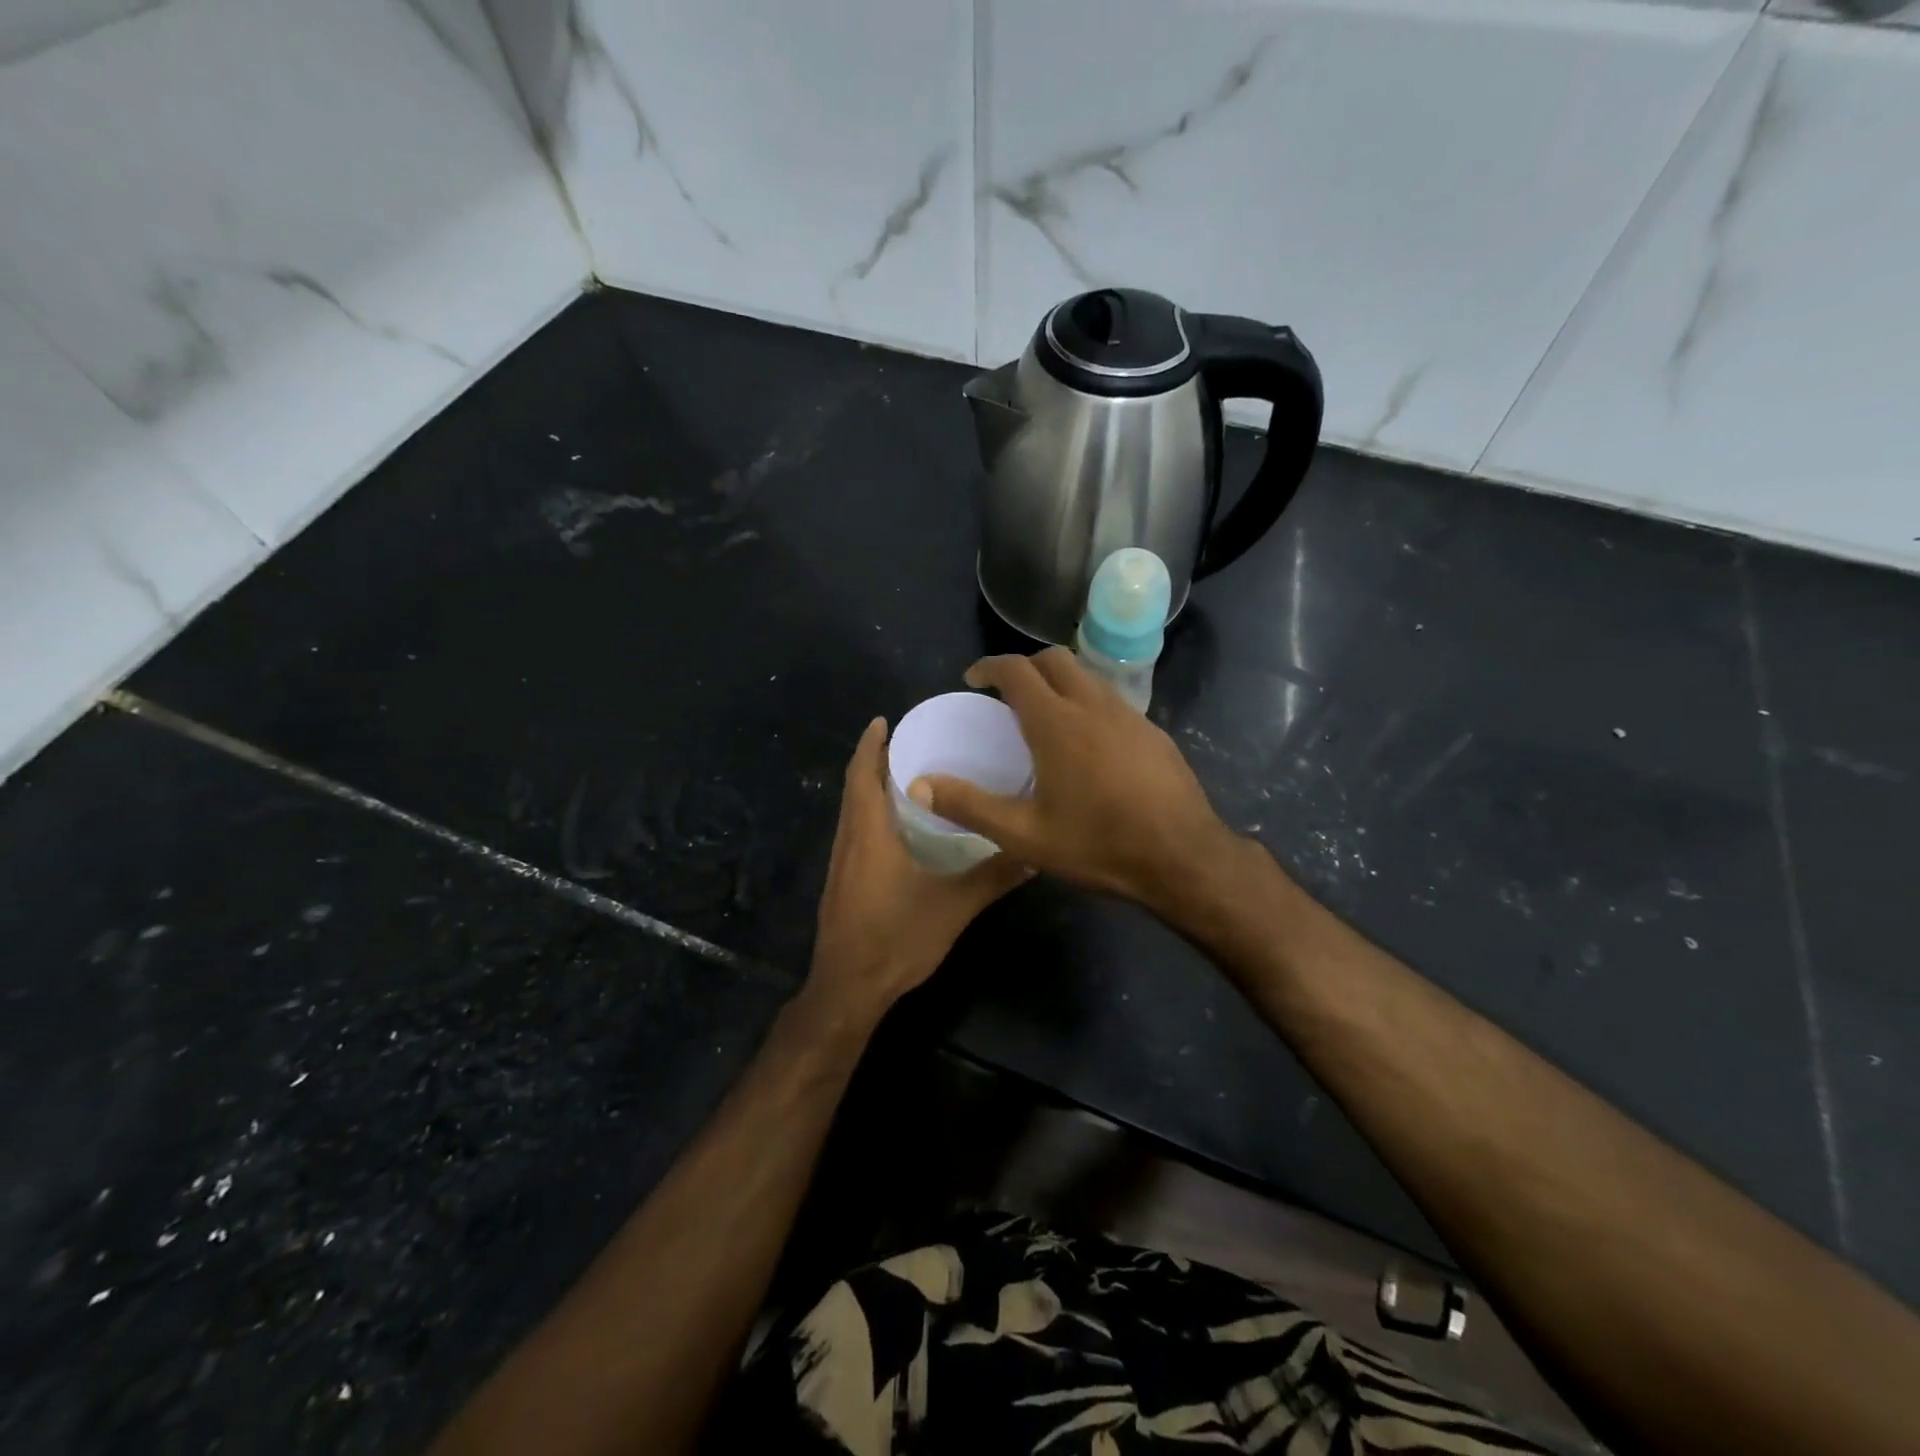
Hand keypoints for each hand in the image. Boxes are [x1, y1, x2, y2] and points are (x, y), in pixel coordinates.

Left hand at [806, 717, 1031, 1023]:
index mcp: (869, 833)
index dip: (870, 744)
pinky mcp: (842, 882)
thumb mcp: (954, 907)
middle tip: (909, 741)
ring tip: (908, 774)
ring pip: (852, 810)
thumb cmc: (896, 939)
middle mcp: (849, 840)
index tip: (885, 720)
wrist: (849, 989)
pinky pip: (855, 831)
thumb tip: (1033, 853)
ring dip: (871, 786)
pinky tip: (899, 826)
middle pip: (854, 787)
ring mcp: (841, 863)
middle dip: (875, 760)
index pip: (862, 774)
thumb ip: (992, 877)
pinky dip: (871, 813)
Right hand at [909, 649, 1231, 907]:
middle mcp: (1094, 705)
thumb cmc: (1098, 844)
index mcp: (1057, 722)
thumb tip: (918, 785)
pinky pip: (1112, 701)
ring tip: (1045, 717)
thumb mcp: (1024, 834)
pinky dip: (1088, 704)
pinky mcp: (1154, 733)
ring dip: (1060, 682)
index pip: (1017, 670)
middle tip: (1007, 695)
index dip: (989, 666)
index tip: (973, 679)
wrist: (1183, 858)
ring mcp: (1130, 716)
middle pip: (1055, 659)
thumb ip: (969, 806)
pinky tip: (1089, 745)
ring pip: (1088, 677)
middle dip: (1025, 666)